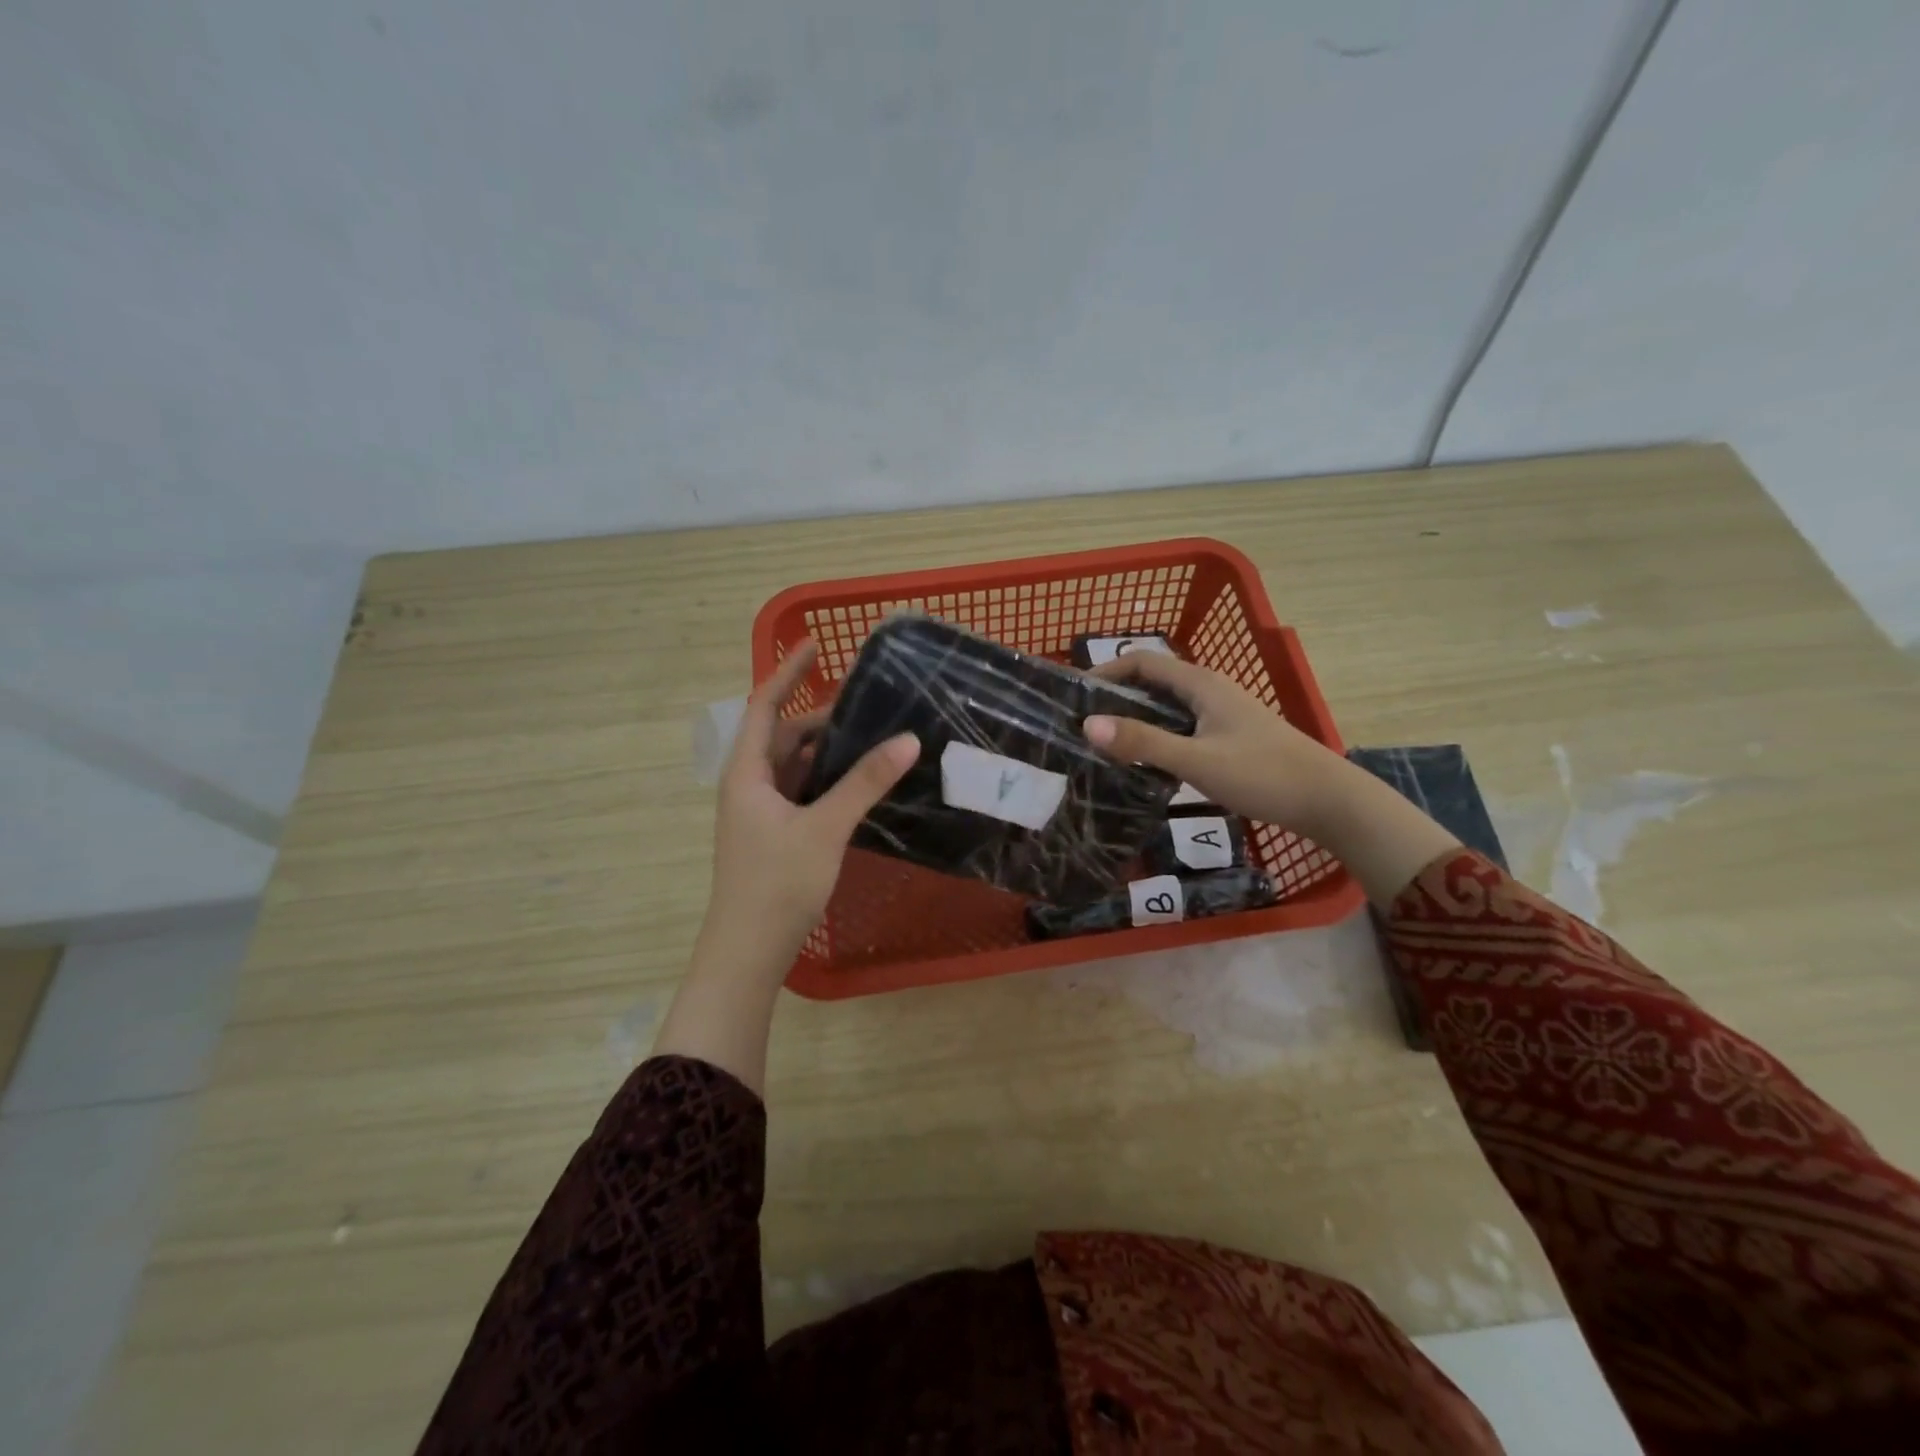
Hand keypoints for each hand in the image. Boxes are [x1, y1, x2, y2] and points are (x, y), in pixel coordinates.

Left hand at [698, 640, 919, 981]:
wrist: (747, 953)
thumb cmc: (777, 883)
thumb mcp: (825, 828)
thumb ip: (865, 782)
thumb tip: (908, 739)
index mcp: (747, 773)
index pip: (764, 707)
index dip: (787, 673)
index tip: (814, 645)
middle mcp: (749, 786)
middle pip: (783, 736)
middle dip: (820, 717)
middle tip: (866, 701)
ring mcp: (760, 813)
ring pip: (794, 767)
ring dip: (825, 750)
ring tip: (870, 735)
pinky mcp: (775, 836)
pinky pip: (802, 793)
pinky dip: (826, 780)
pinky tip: (859, 783)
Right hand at [1082, 652, 1349, 839]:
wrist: (1328, 801)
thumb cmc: (1263, 774)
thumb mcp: (1197, 761)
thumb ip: (1143, 743)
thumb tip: (1087, 725)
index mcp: (1201, 684)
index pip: (1142, 661)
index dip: (1106, 670)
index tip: (1074, 695)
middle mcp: (1210, 690)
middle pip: (1152, 681)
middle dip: (1115, 696)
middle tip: (1081, 723)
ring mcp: (1222, 714)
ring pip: (1167, 706)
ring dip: (1135, 718)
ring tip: (1103, 743)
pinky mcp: (1229, 736)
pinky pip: (1181, 726)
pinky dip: (1156, 735)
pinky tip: (1145, 762)